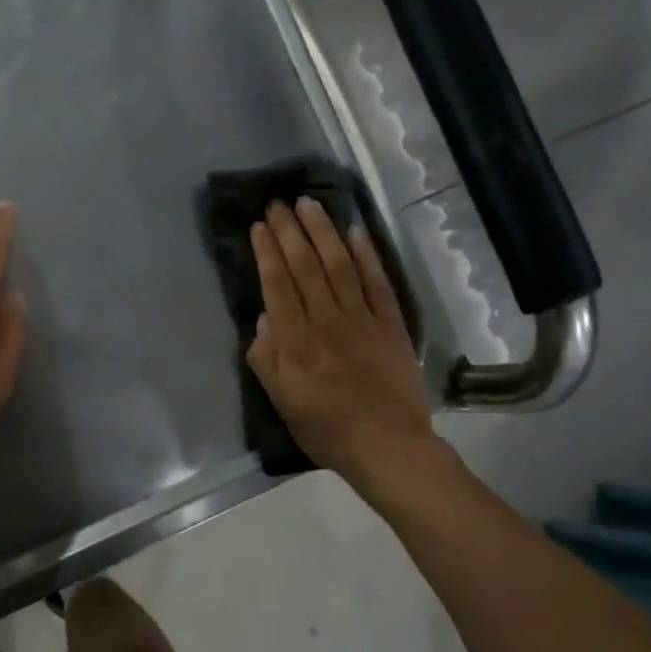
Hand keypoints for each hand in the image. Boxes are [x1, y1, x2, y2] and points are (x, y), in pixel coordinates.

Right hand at [247, 198, 435, 481]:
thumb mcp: (282, 403)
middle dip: (290, 231)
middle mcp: (327, 322)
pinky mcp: (391, 324)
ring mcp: (362, 320)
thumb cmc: (328, 431)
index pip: (278, 286)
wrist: (389, 448)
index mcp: (296, 344)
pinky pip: (378, 282)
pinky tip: (355, 231)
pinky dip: (366, 255)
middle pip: (306, 267)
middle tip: (278, 203)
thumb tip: (264, 318)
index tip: (259, 225)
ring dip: (323, 231)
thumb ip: (266, 360)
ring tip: (309, 204)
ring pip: (339, 265)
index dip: (267, 252)